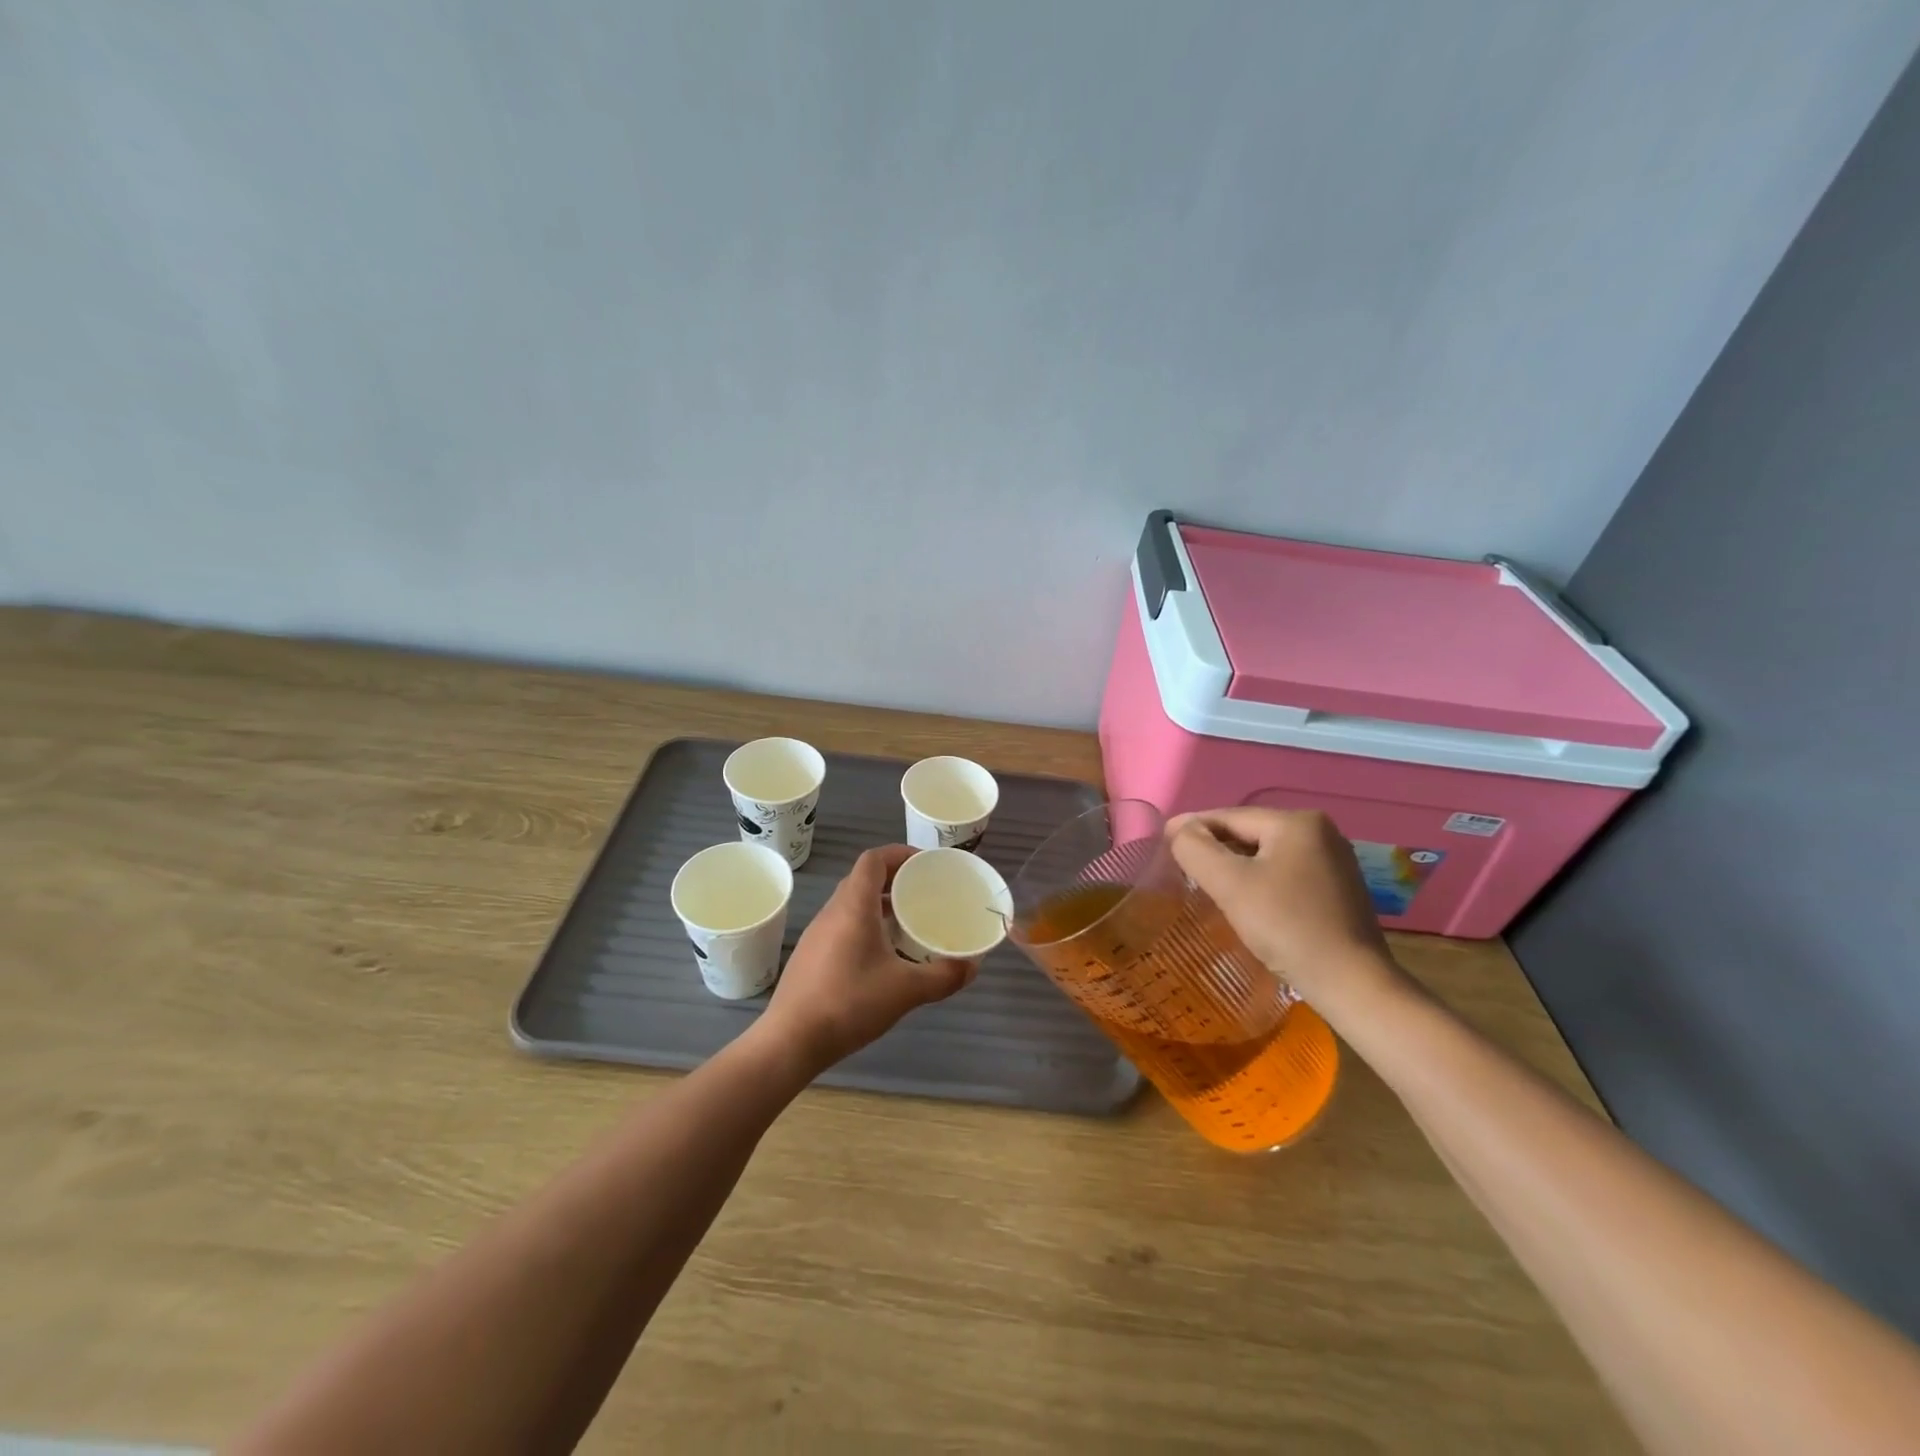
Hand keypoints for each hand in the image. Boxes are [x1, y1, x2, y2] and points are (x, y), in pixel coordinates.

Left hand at [757, 844, 975, 1074]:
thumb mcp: (906, 990)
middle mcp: (832, 911)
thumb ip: (944, 976)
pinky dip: (866, 926)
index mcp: (853, 906)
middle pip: (863, 879)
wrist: (790, 1041)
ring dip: (880, 905)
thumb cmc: (849, 1003)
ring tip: (908, 924)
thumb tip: (973, 966)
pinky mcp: (811, 956)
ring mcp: (817, 934)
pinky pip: (843, 926)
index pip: (873, 859)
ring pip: (852, 904)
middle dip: (895, 880)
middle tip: (924, 894)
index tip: (926, 864)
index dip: (900, 854)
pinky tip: (883, 956)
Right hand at [1167, 807, 1408, 1016]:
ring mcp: (1334, 861)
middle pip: (1250, 833)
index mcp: (1297, 822)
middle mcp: (1321, 832)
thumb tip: (1181, 830)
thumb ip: (1196, 849)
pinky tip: (1246, 900)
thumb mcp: (1230, 884)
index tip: (1163, 840)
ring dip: (1236, 865)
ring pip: (1267, 854)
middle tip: (1181, 865)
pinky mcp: (1338, 889)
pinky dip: (1260, 880)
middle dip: (1215, 847)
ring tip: (1207, 883)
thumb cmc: (1287, 926)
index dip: (1192, 827)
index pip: (1230, 817)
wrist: (1352, 984)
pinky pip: (1286, 873)